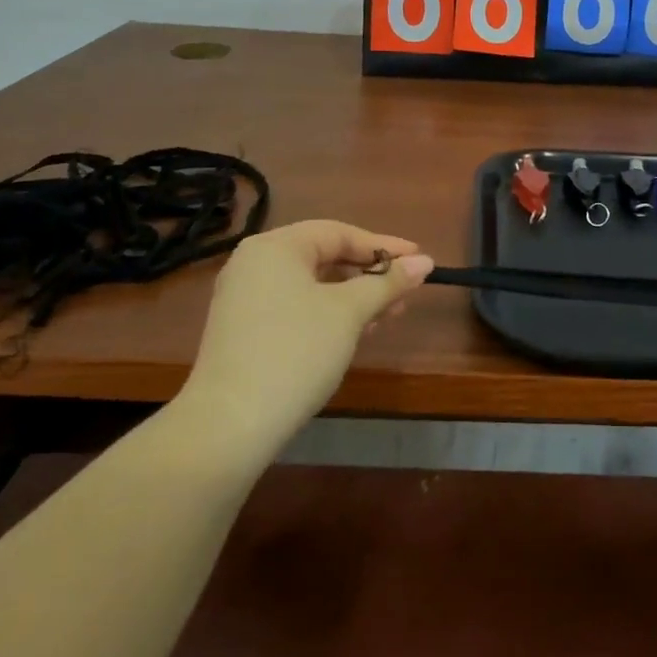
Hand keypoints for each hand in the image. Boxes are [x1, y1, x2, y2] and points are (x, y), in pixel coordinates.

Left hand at [175, 220, 432, 466]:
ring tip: (388, 316)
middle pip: (324, 257)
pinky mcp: (243, 330)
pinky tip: (354, 333)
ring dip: (352, 297)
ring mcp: (244, 298)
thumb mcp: (349, 313)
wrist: (231, 423)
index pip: (339, 233)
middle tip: (406, 292)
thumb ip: (388, 283)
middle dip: (369, 275)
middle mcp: (255, 263)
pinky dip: (327, 314)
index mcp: (276, 247)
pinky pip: (295, 307)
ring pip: (311, 285)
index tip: (420, 259)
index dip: (384, 246)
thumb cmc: (296, 351)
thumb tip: (426, 262)